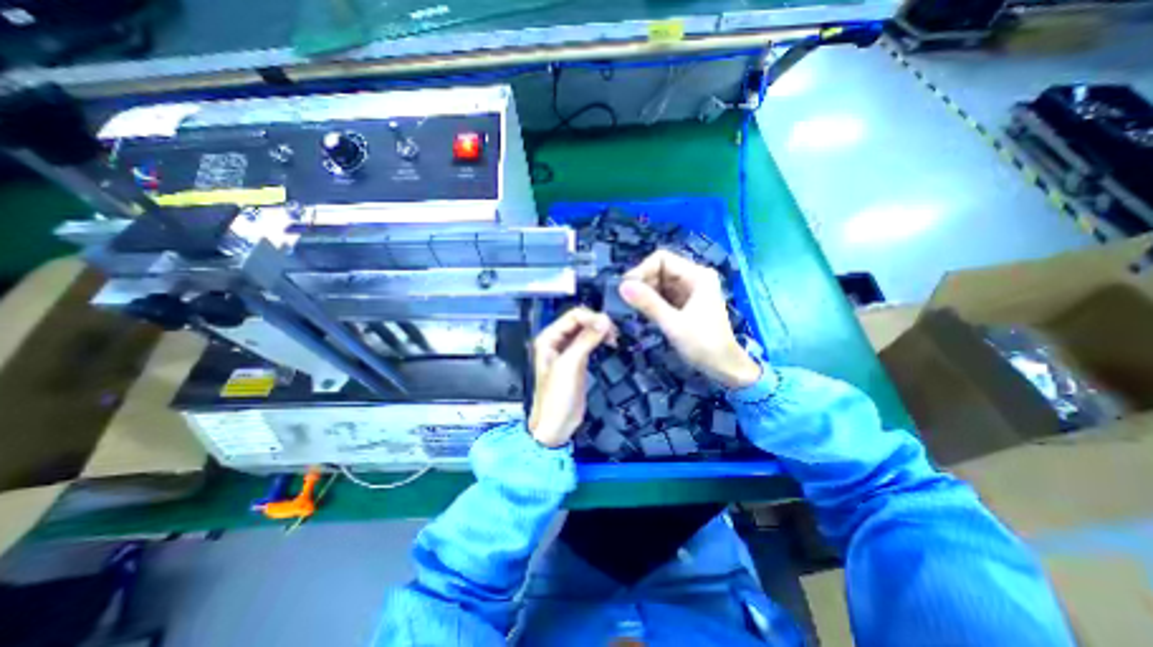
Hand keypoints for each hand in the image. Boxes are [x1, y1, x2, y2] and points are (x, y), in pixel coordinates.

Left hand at [529, 306, 617, 447]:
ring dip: (600, 331)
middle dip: (597, 323)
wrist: (556, 426)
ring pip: (586, 331)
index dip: (591, 318)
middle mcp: (557, 340)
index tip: (609, 327)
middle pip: (580, 321)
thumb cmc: (556, 396)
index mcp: (549, 338)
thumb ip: (586, 340)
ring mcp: (568, 350)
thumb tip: (605, 320)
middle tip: (614, 333)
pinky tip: (609, 343)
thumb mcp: (569, 365)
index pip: (573, 316)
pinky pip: (589, 342)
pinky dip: (600, 340)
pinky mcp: (578, 360)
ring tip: (614, 338)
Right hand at [617, 250, 764, 386]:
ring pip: (659, 283)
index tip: (626, 289)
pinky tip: (641, 312)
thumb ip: (649, 303)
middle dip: (642, 283)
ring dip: (644, 293)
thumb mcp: (673, 324)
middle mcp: (693, 278)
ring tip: (630, 308)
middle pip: (659, 270)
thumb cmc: (704, 344)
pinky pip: (663, 295)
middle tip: (625, 302)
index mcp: (697, 275)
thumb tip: (622, 286)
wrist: (725, 368)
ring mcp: (689, 291)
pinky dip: (651, 302)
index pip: (662, 259)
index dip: (641, 270)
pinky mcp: (685, 303)